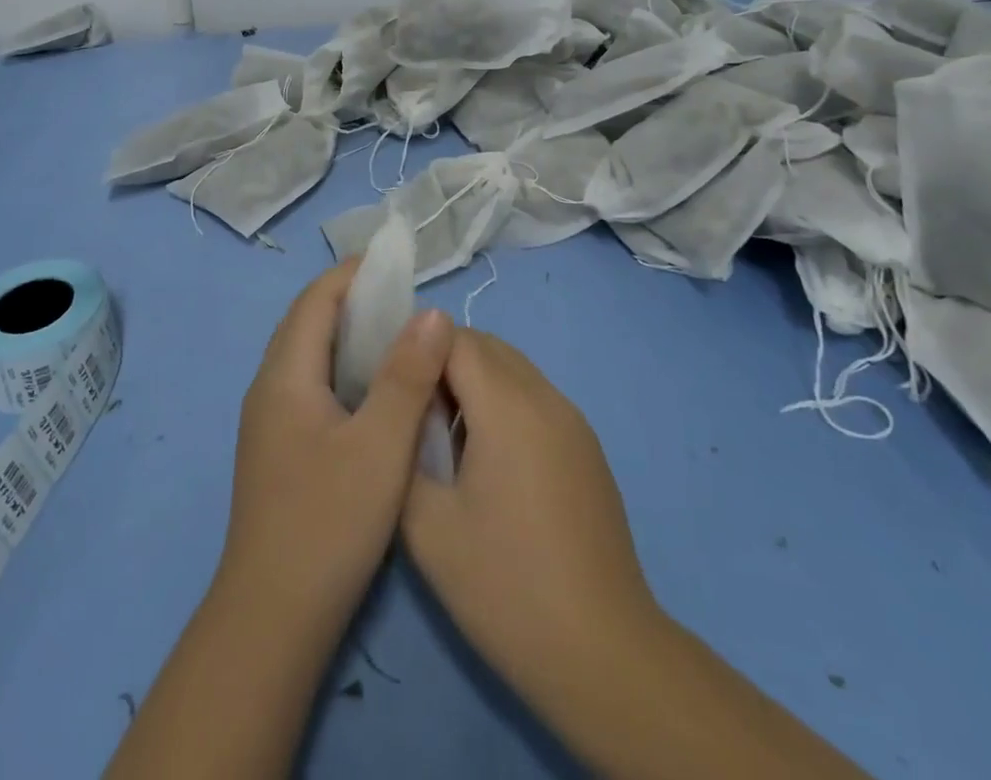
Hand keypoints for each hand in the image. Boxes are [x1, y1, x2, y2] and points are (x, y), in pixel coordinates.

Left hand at [217, 261, 454, 645]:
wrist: (272, 620)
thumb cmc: (328, 523)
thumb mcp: (380, 446)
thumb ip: (407, 376)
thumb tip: (433, 313)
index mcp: (285, 375)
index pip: (316, 299)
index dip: (355, 274)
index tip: (399, 264)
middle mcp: (270, 387)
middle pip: (310, 322)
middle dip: (355, 301)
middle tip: (408, 300)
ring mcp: (270, 421)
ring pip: (311, 356)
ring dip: (351, 337)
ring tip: (401, 337)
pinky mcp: (280, 448)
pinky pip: (313, 385)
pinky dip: (345, 370)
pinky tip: (378, 392)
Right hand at [402, 331, 661, 716]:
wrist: (602, 653)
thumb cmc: (505, 587)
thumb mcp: (427, 525)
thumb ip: (404, 450)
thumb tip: (398, 412)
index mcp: (507, 406)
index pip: (453, 337)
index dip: (414, 348)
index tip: (388, 381)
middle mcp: (545, 397)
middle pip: (486, 345)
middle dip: (442, 359)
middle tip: (410, 406)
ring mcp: (573, 420)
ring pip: (513, 368)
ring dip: (474, 380)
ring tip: (443, 433)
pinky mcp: (586, 447)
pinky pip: (534, 397)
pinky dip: (503, 402)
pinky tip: (487, 459)